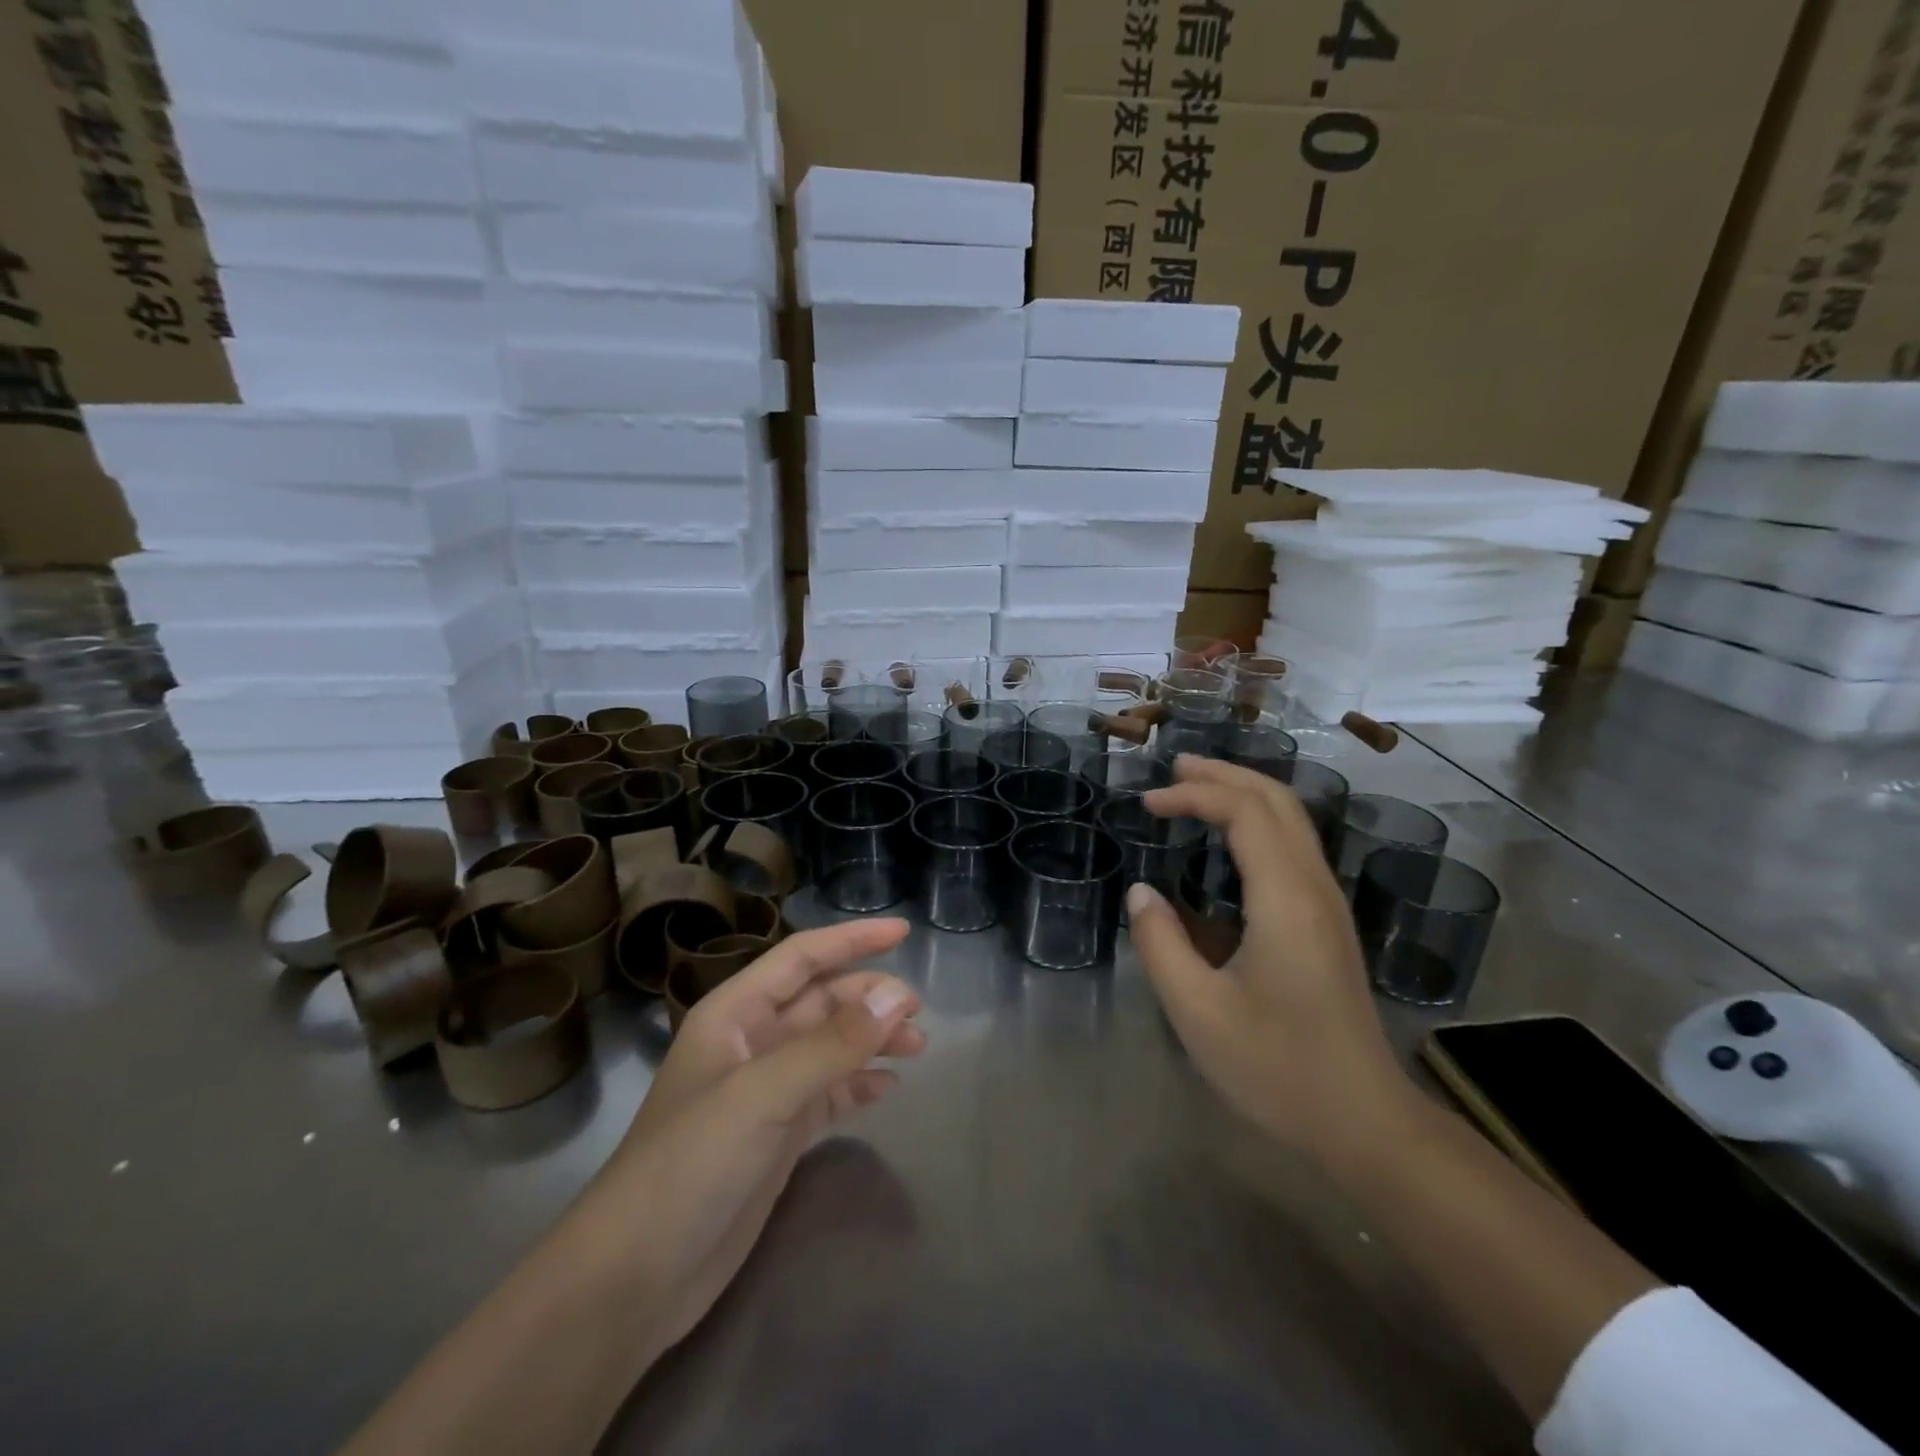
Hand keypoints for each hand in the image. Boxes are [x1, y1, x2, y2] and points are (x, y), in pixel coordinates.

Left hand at [575, 919, 925, 1358]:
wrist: (634, 1281)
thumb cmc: (689, 1166)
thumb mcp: (762, 1095)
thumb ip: (832, 1044)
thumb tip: (897, 995)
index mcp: (735, 1014)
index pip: (801, 957)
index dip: (851, 940)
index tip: (903, 932)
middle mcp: (751, 1043)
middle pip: (822, 1001)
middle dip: (869, 998)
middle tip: (917, 1011)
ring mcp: (765, 1092)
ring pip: (830, 1046)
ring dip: (872, 1040)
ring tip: (917, 1046)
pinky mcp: (777, 1136)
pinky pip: (829, 1092)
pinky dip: (859, 1084)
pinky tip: (888, 1088)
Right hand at [1128, 756, 1419, 1166]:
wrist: (1365, 1120)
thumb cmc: (1278, 1068)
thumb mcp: (1198, 1013)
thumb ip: (1160, 945)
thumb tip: (1141, 893)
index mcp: (1285, 900)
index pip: (1244, 812)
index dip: (1194, 795)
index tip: (1148, 804)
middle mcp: (1314, 887)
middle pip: (1277, 801)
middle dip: (1224, 776)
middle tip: (1173, 769)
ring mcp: (1328, 903)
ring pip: (1292, 820)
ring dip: (1244, 793)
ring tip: (1196, 789)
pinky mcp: (1328, 922)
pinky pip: (1295, 846)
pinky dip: (1258, 821)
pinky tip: (1230, 839)